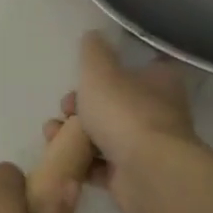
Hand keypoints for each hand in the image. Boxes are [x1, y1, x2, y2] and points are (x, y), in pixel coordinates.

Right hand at [45, 31, 195, 212]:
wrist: (147, 172)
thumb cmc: (125, 112)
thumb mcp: (100, 71)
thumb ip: (93, 52)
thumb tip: (93, 36)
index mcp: (160, 81)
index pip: (138, 67)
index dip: (109, 69)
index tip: (83, 75)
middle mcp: (158, 112)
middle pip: (115, 103)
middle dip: (82, 105)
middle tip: (65, 108)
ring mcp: (147, 147)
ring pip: (105, 135)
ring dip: (75, 135)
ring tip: (52, 134)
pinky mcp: (134, 176)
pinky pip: (102, 166)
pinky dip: (81, 162)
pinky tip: (61, 159)